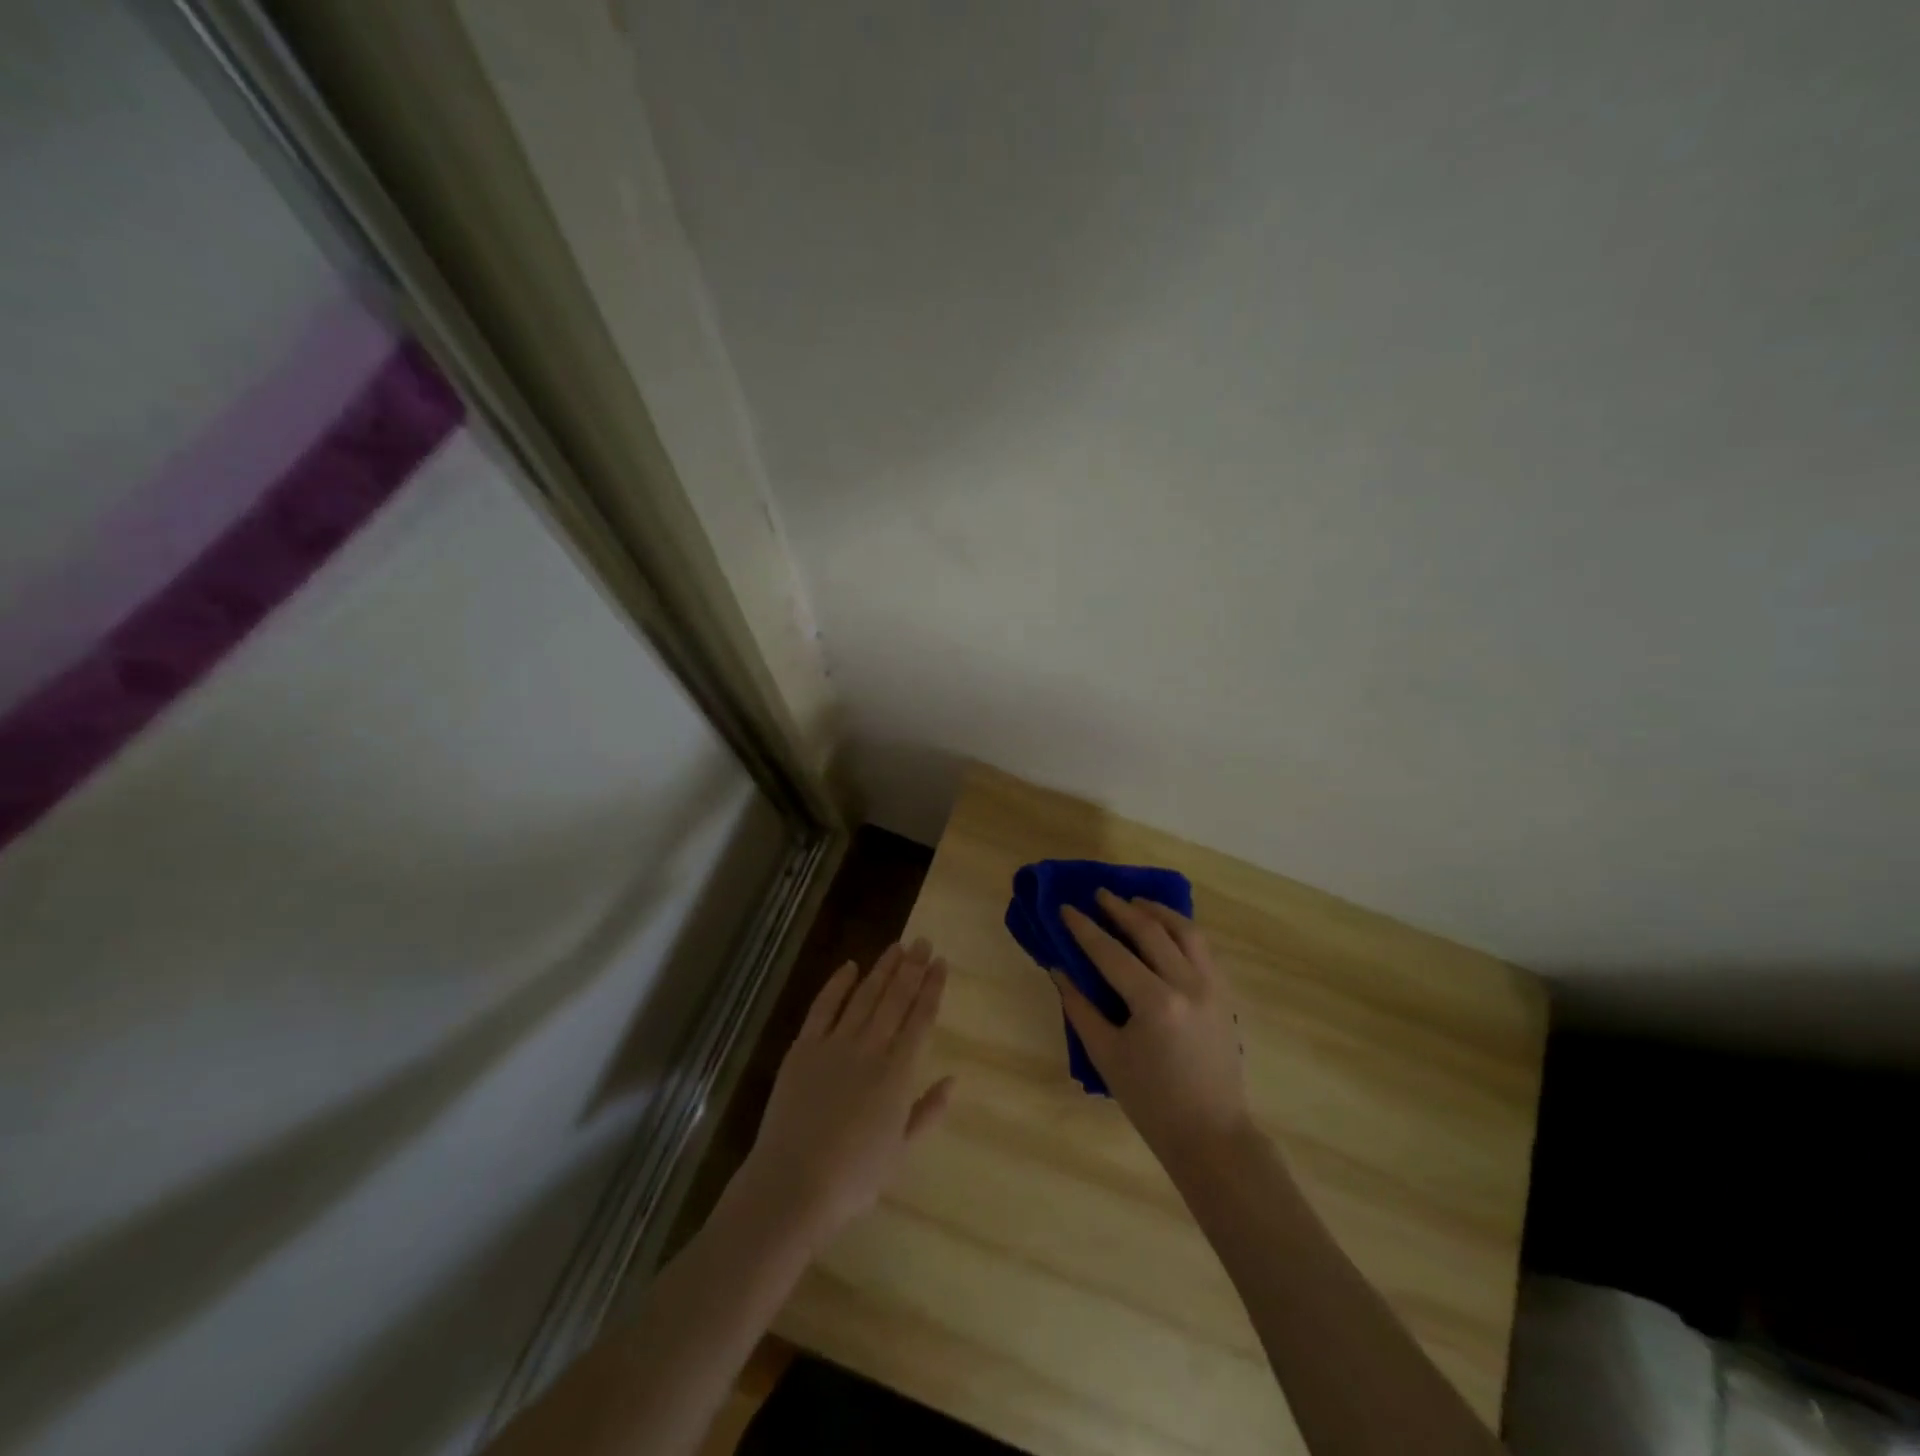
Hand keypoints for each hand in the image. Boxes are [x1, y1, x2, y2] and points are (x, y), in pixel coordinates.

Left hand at [735, 939, 954, 1245]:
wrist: (793, 1185)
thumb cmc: (853, 1177)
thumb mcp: (901, 1151)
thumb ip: (928, 1111)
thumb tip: (953, 1079)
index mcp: (898, 1073)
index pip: (921, 1019)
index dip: (932, 988)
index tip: (940, 963)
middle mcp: (870, 1048)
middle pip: (895, 999)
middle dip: (912, 968)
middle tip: (923, 941)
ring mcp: (835, 1044)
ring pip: (864, 996)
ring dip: (882, 969)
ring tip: (897, 946)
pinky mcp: (804, 1048)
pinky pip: (823, 1007)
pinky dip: (837, 985)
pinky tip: (850, 966)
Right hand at [1056, 891, 1250, 1164]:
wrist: (1211, 1134)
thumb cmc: (1151, 1101)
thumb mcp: (1106, 1055)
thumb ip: (1080, 1007)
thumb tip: (1059, 969)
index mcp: (1155, 1003)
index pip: (1112, 953)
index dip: (1085, 929)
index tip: (1066, 908)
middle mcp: (1188, 985)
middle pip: (1151, 931)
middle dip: (1121, 909)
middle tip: (1098, 895)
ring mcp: (1212, 987)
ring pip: (1186, 931)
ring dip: (1157, 911)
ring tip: (1135, 902)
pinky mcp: (1225, 995)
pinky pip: (1203, 949)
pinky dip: (1182, 930)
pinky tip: (1166, 930)